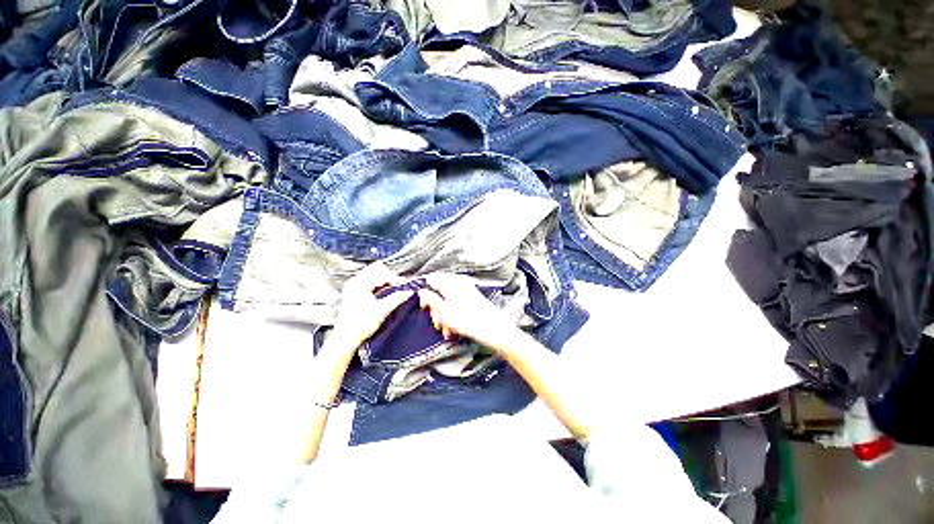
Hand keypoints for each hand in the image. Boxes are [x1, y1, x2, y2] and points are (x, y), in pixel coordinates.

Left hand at [329, 262, 413, 351]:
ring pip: (374, 275)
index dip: (394, 277)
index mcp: (359, 283)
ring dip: (385, 281)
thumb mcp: (382, 310)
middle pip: (376, 270)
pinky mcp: (355, 293)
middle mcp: (354, 282)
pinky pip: (370, 282)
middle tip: (400, 286)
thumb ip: (397, 298)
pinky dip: (380, 285)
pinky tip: (386, 293)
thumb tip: (410, 291)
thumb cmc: (361, 325)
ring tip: (395, 290)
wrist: (346, 339)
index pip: (380, 271)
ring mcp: (354, 287)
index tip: (404, 285)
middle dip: (390, 277)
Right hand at [417, 273, 517, 351]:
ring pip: (447, 300)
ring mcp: (467, 290)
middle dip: (437, 309)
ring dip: (445, 316)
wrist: (495, 330)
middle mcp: (459, 283)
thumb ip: (431, 300)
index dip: (425, 294)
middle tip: (439, 323)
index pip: (431, 280)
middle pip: (439, 292)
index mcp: (451, 283)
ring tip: (448, 330)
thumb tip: (422, 292)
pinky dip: (453, 315)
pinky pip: (456, 304)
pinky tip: (455, 328)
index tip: (425, 308)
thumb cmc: (470, 322)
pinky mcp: (472, 298)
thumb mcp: (445, 313)